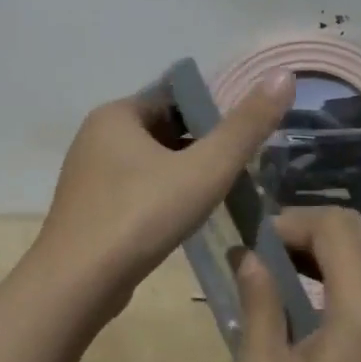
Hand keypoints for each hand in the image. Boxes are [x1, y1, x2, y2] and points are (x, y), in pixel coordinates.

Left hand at [28, 69, 294, 318]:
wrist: (77, 286)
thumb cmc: (141, 216)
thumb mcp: (204, 170)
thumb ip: (246, 127)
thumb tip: (283, 75)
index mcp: (116, 114)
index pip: (175, 97)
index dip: (214, 112)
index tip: (246, 137)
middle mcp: (96, 136)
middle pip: (164, 130)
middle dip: (202, 147)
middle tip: (242, 170)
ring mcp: (89, 175)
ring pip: (151, 163)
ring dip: (184, 174)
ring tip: (222, 194)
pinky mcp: (90, 209)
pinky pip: (136, 190)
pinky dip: (163, 197)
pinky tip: (186, 219)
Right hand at [229, 208, 360, 361]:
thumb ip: (257, 307)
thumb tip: (248, 256)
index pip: (332, 226)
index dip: (289, 223)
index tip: (253, 248)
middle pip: (352, 225)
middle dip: (303, 228)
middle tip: (262, 256)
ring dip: (319, 245)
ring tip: (276, 273)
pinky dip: (336, 265)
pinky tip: (303, 295)